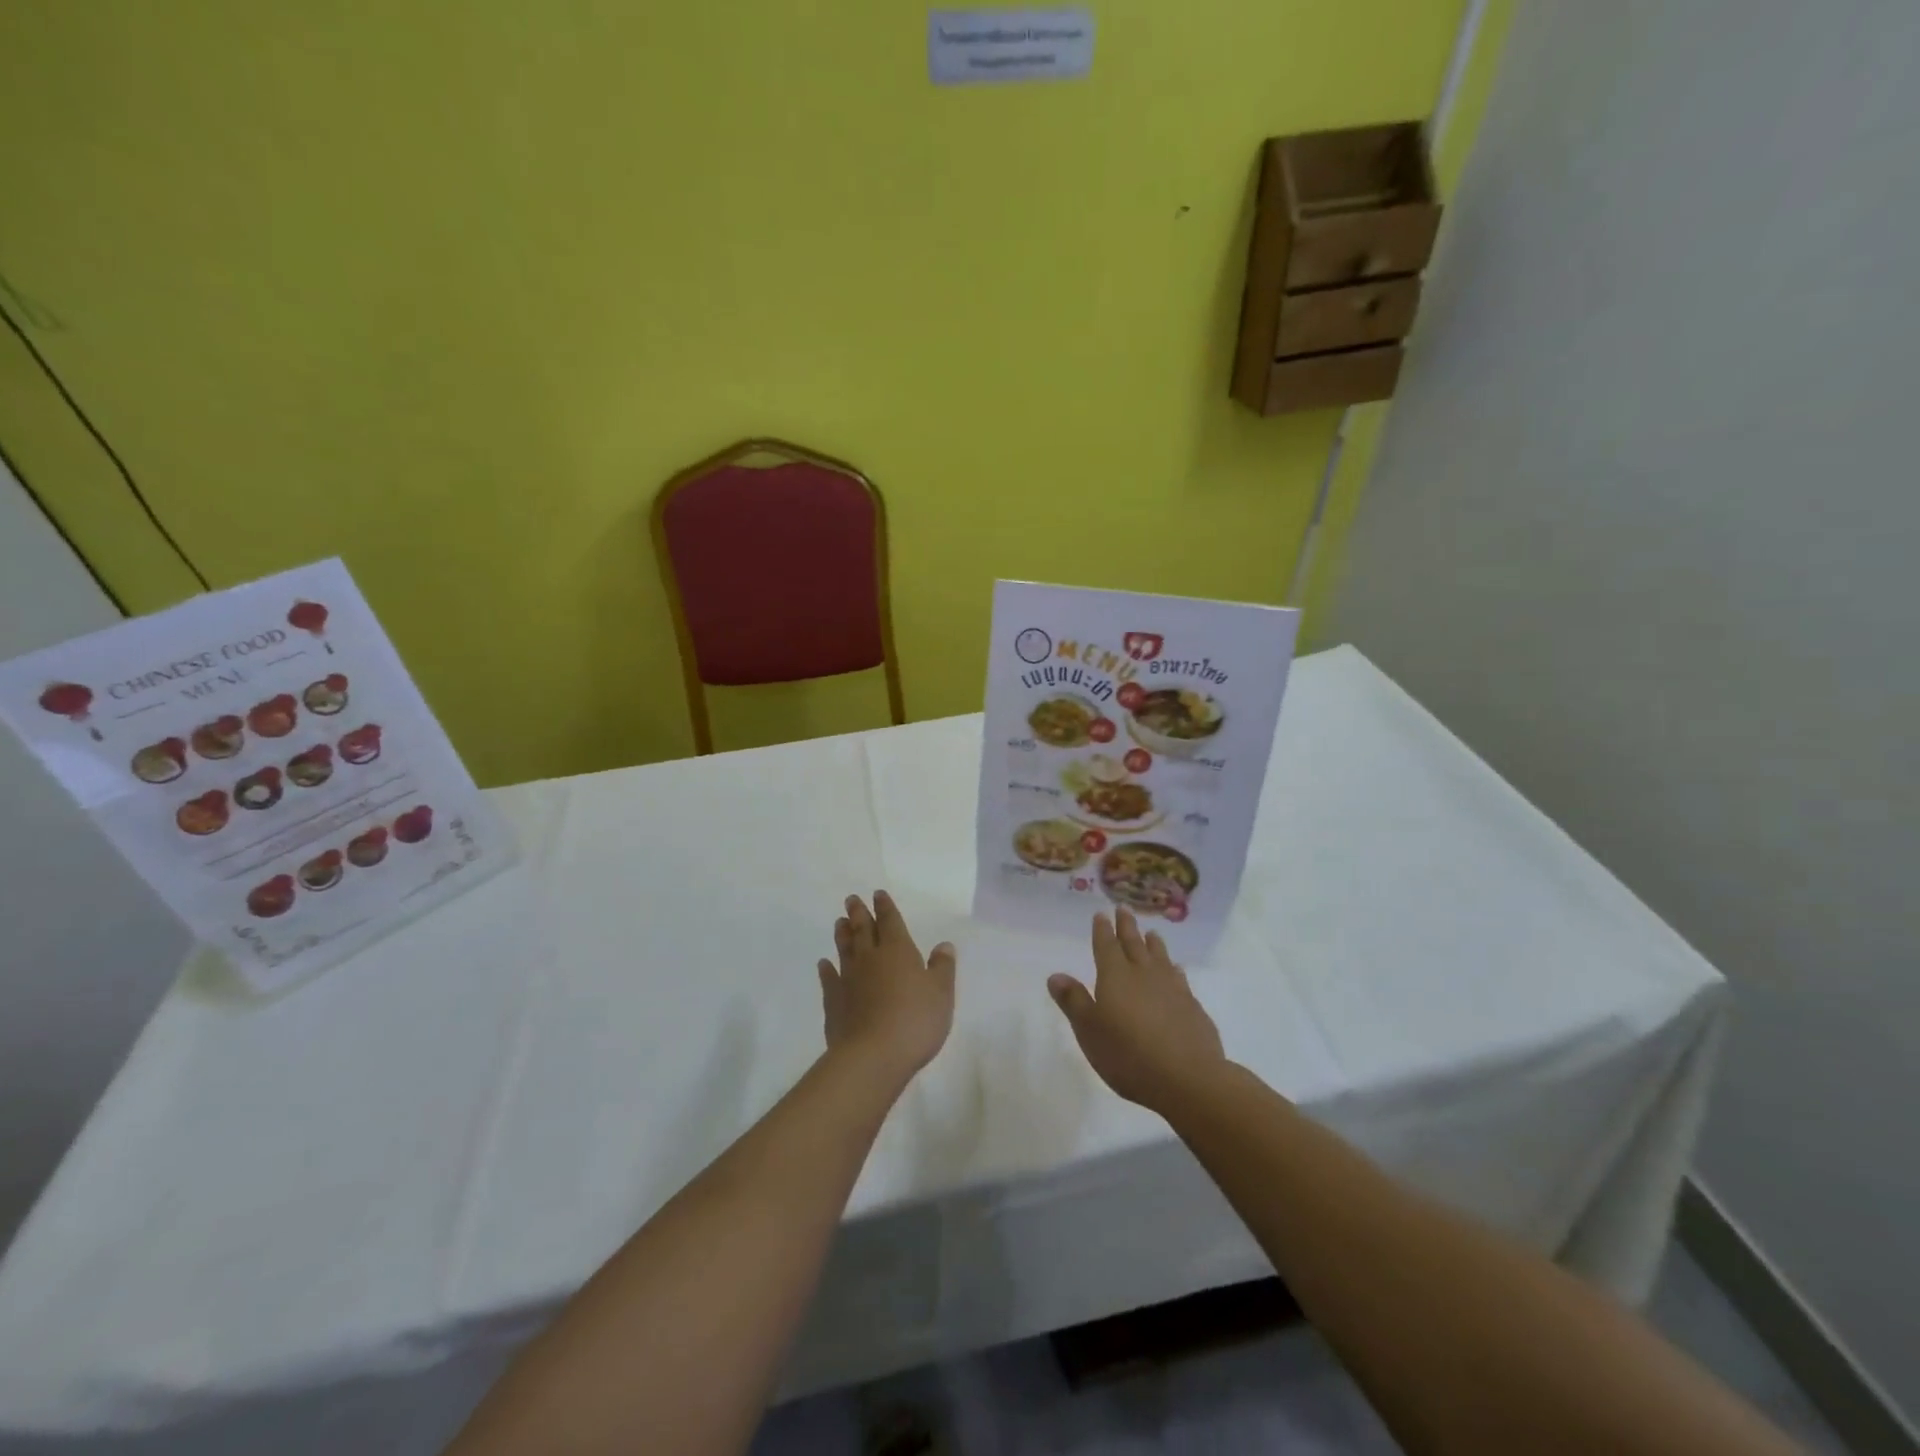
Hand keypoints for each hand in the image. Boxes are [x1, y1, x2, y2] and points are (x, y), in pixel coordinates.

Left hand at [818, 891, 955, 1085]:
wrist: (873, 1056)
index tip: (877, 894)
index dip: (885, 907)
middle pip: (863, 930)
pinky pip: (829, 979)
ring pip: (844, 949)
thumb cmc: (915, 1021)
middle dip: (859, 913)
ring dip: (843, 934)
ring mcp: (848, 980)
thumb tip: (943, 945)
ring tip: (839, 922)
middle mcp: (870, 958)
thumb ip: (942, 968)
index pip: (891, 922)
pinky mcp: (834, 1003)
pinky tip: (823, 964)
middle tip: (851, 899)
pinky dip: (826, 970)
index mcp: (898, 951)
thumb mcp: (941, 994)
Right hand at [1048, 909, 1225, 1113]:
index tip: (1101, 914)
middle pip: (1134, 944)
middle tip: (1124, 908)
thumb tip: (1055, 975)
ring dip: (1153, 943)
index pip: (1106, 946)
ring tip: (1151, 932)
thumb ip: (1073, 1001)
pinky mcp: (1192, 1006)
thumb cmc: (1128, 1055)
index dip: (1102, 930)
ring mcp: (1171, 988)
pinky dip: (1174, 968)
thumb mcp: (1090, 1031)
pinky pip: (1180, 977)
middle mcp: (1143, 974)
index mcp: (1115, 977)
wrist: (1187, 1078)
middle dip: (1127, 926)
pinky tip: (1176, 968)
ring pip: (1160, 957)